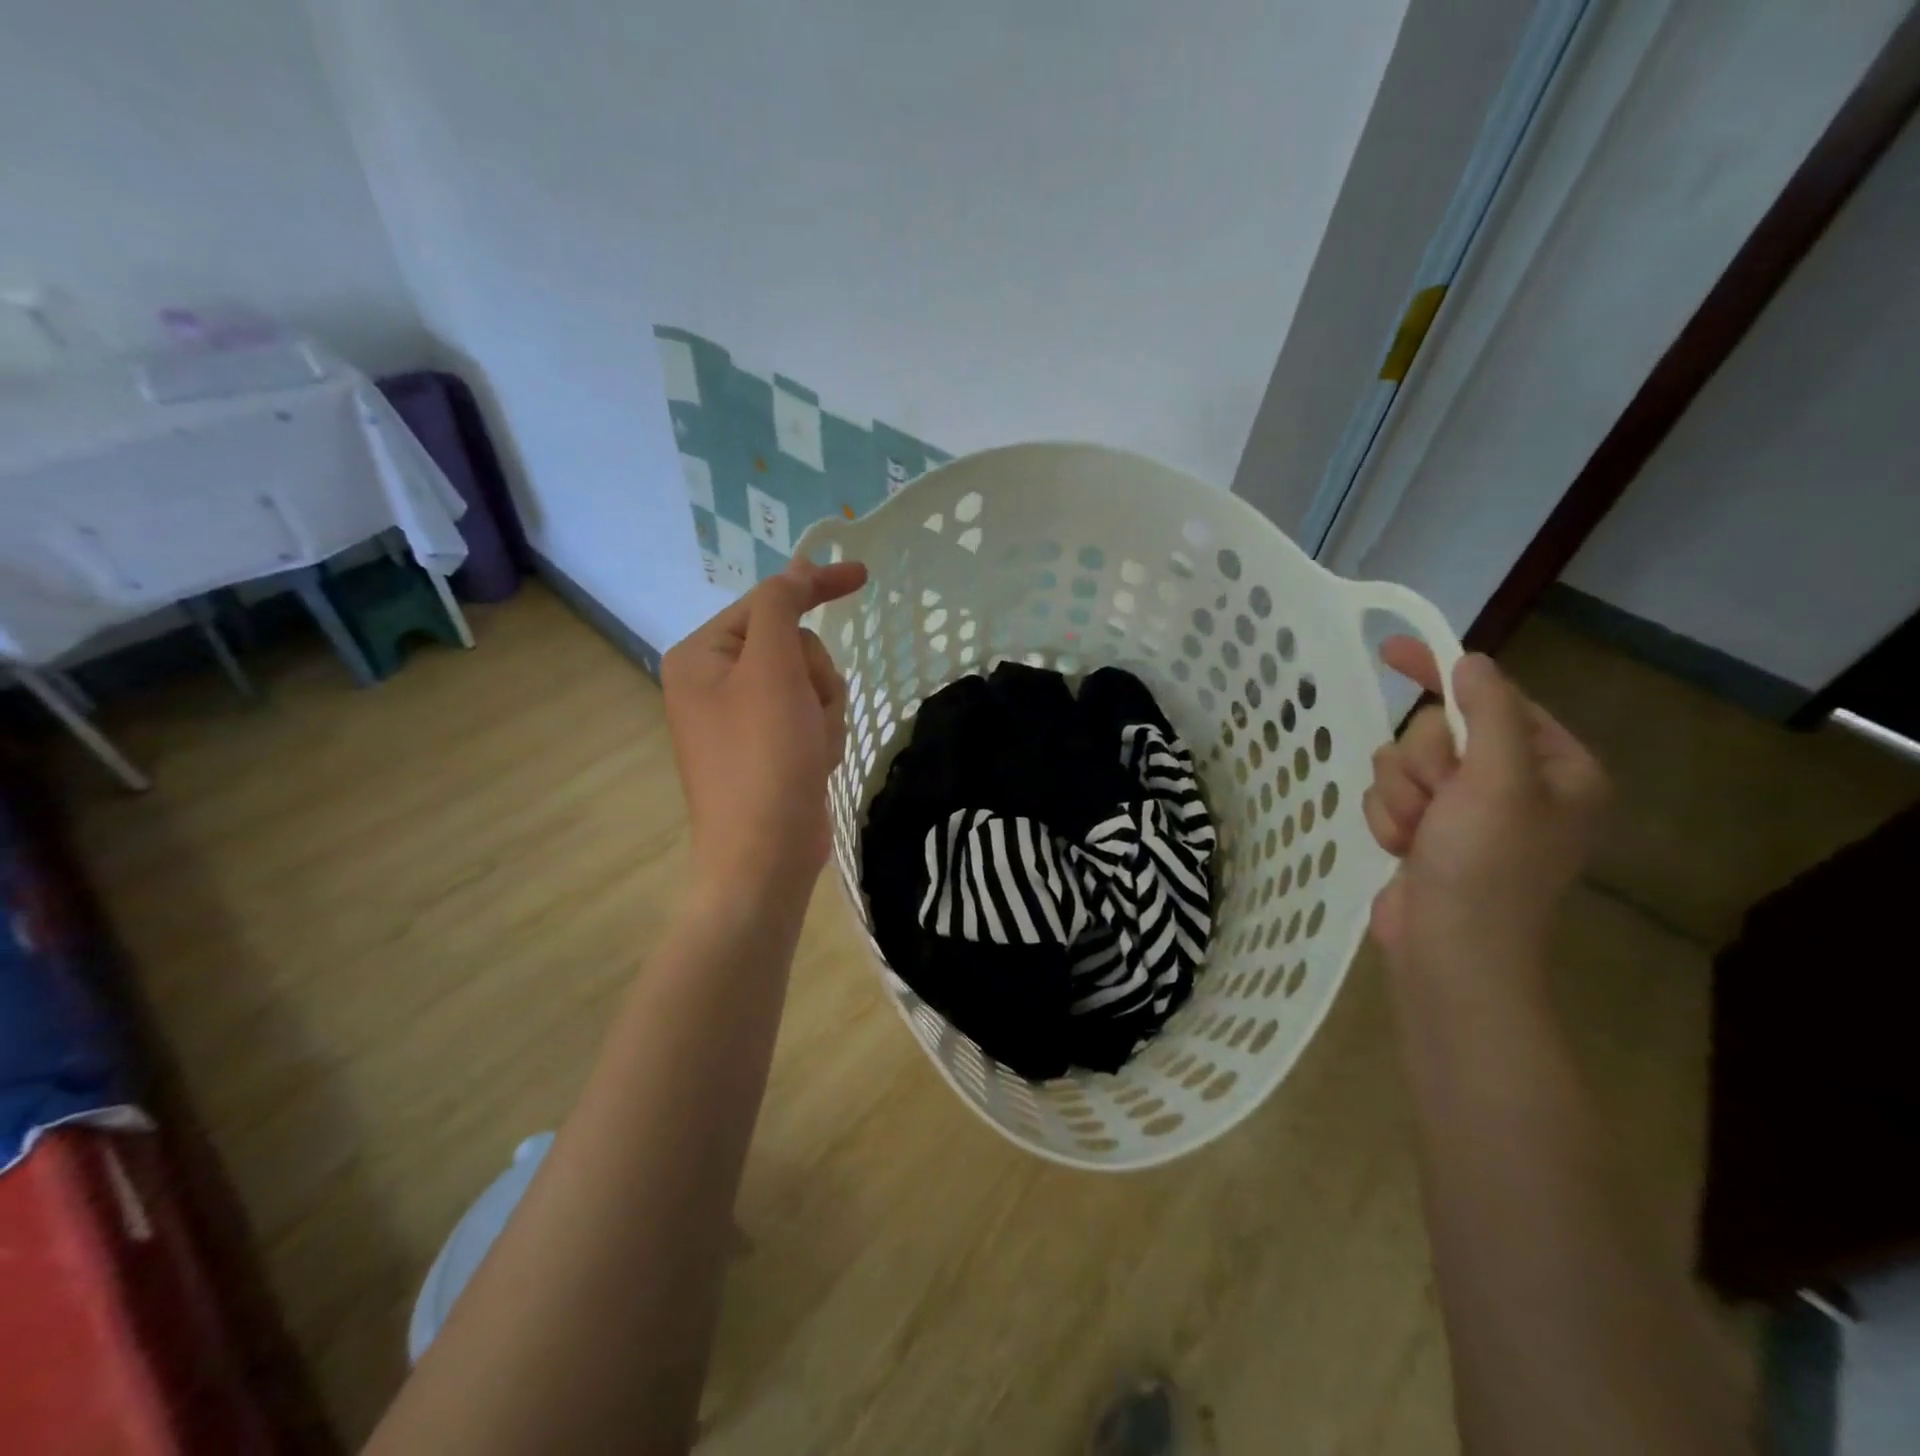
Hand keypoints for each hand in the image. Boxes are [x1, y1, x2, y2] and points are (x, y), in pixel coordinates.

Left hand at [662, 557, 868, 899]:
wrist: (765, 855)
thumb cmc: (764, 756)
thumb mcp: (772, 669)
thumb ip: (781, 607)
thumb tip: (794, 568)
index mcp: (701, 655)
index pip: (767, 603)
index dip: (815, 588)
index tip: (862, 576)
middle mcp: (715, 682)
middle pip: (793, 647)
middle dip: (815, 678)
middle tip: (808, 712)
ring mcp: (742, 719)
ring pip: (810, 684)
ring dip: (823, 711)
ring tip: (811, 747)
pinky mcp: (767, 749)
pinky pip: (809, 718)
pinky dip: (821, 736)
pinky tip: (813, 765)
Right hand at [1364, 638, 1606, 980]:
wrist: (1450, 951)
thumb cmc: (1486, 866)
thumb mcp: (1498, 781)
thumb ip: (1487, 713)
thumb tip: (1472, 662)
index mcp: (1554, 766)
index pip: (1492, 698)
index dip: (1442, 674)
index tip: (1391, 650)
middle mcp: (1512, 783)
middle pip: (1435, 731)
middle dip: (1421, 764)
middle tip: (1437, 801)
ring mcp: (1465, 810)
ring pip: (1402, 763)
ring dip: (1400, 796)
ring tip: (1418, 835)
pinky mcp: (1427, 831)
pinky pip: (1389, 796)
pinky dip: (1389, 820)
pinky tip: (1404, 850)